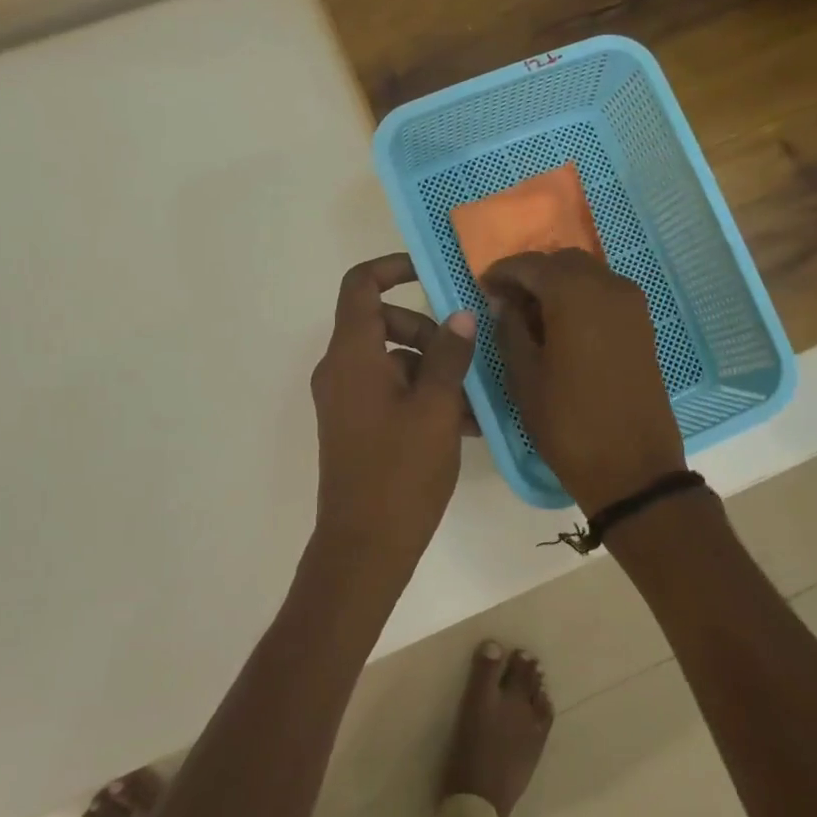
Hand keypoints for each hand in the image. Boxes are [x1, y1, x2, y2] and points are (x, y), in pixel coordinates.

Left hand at [311, 254, 477, 567]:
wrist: (364, 547)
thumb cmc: (400, 472)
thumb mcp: (436, 408)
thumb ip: (449, 355)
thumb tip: (461, 315)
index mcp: (352, 355)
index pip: (361, 286)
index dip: (393, 268)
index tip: (433, 273)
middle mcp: (341, 370)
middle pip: (382, 323)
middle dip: (428, 331)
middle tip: (466, 356)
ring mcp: (346, 400)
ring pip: (392, 361)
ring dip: (433, 370)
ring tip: (475, 401)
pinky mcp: (356, 426)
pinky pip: (390, 392)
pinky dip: (422, 396)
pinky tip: (463, 424)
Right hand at [483, 250, 686, 514]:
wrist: (632, 467)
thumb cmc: (568, 423)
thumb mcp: (524, 377)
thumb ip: (510, 329)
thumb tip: (505, 303)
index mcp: (575, 294)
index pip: (531, 264)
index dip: (503, 272)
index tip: (483, 287)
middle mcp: (608, 287)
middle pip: (563, 262)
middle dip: (533, 275)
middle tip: (507, 302)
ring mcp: (632, 305)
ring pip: (587, 275)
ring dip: (558, 286)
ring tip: (532, 317)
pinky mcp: (643, 325)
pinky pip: (605, 295)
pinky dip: (581, 299)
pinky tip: (562, 328)